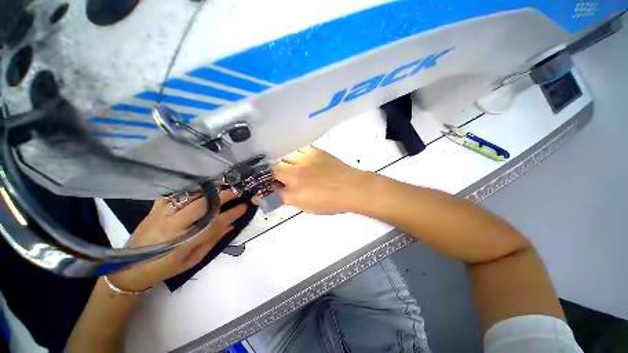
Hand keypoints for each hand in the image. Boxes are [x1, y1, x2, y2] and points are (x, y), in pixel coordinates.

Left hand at [108, 190, 246, 291]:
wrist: (130, 267)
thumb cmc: (165, 267)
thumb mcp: (192, 261)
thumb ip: (212, 242)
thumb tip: (231, 225)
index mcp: (183, 243)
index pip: (214, 224)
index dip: (232, 214)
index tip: (244, 207)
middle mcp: (172, 226)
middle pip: (202, 206)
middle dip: (223, 197)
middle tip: (237, 191)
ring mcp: (161, 215)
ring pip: (190, 197)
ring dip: (209, 192)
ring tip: (223, 188)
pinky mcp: (154, 209)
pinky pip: (176, 195)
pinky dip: (191, 191)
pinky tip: (201, 191)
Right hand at [273, 145, 370, 214]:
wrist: (352, 187)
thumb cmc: (332, 202)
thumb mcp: (309, 208)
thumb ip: (291, 200)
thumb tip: (279, 194)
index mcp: (294, 194)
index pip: (271, 190)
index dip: (264, 189)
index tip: (263, 187)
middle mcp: (295, 176)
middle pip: (272, 169)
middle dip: (269, 172)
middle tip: (273, 174)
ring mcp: (303, 161)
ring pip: (281, 156)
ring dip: (278, 160)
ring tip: (281, 162)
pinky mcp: (312, 151)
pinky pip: (296, 147)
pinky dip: (291, 150)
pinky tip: (292, 153)